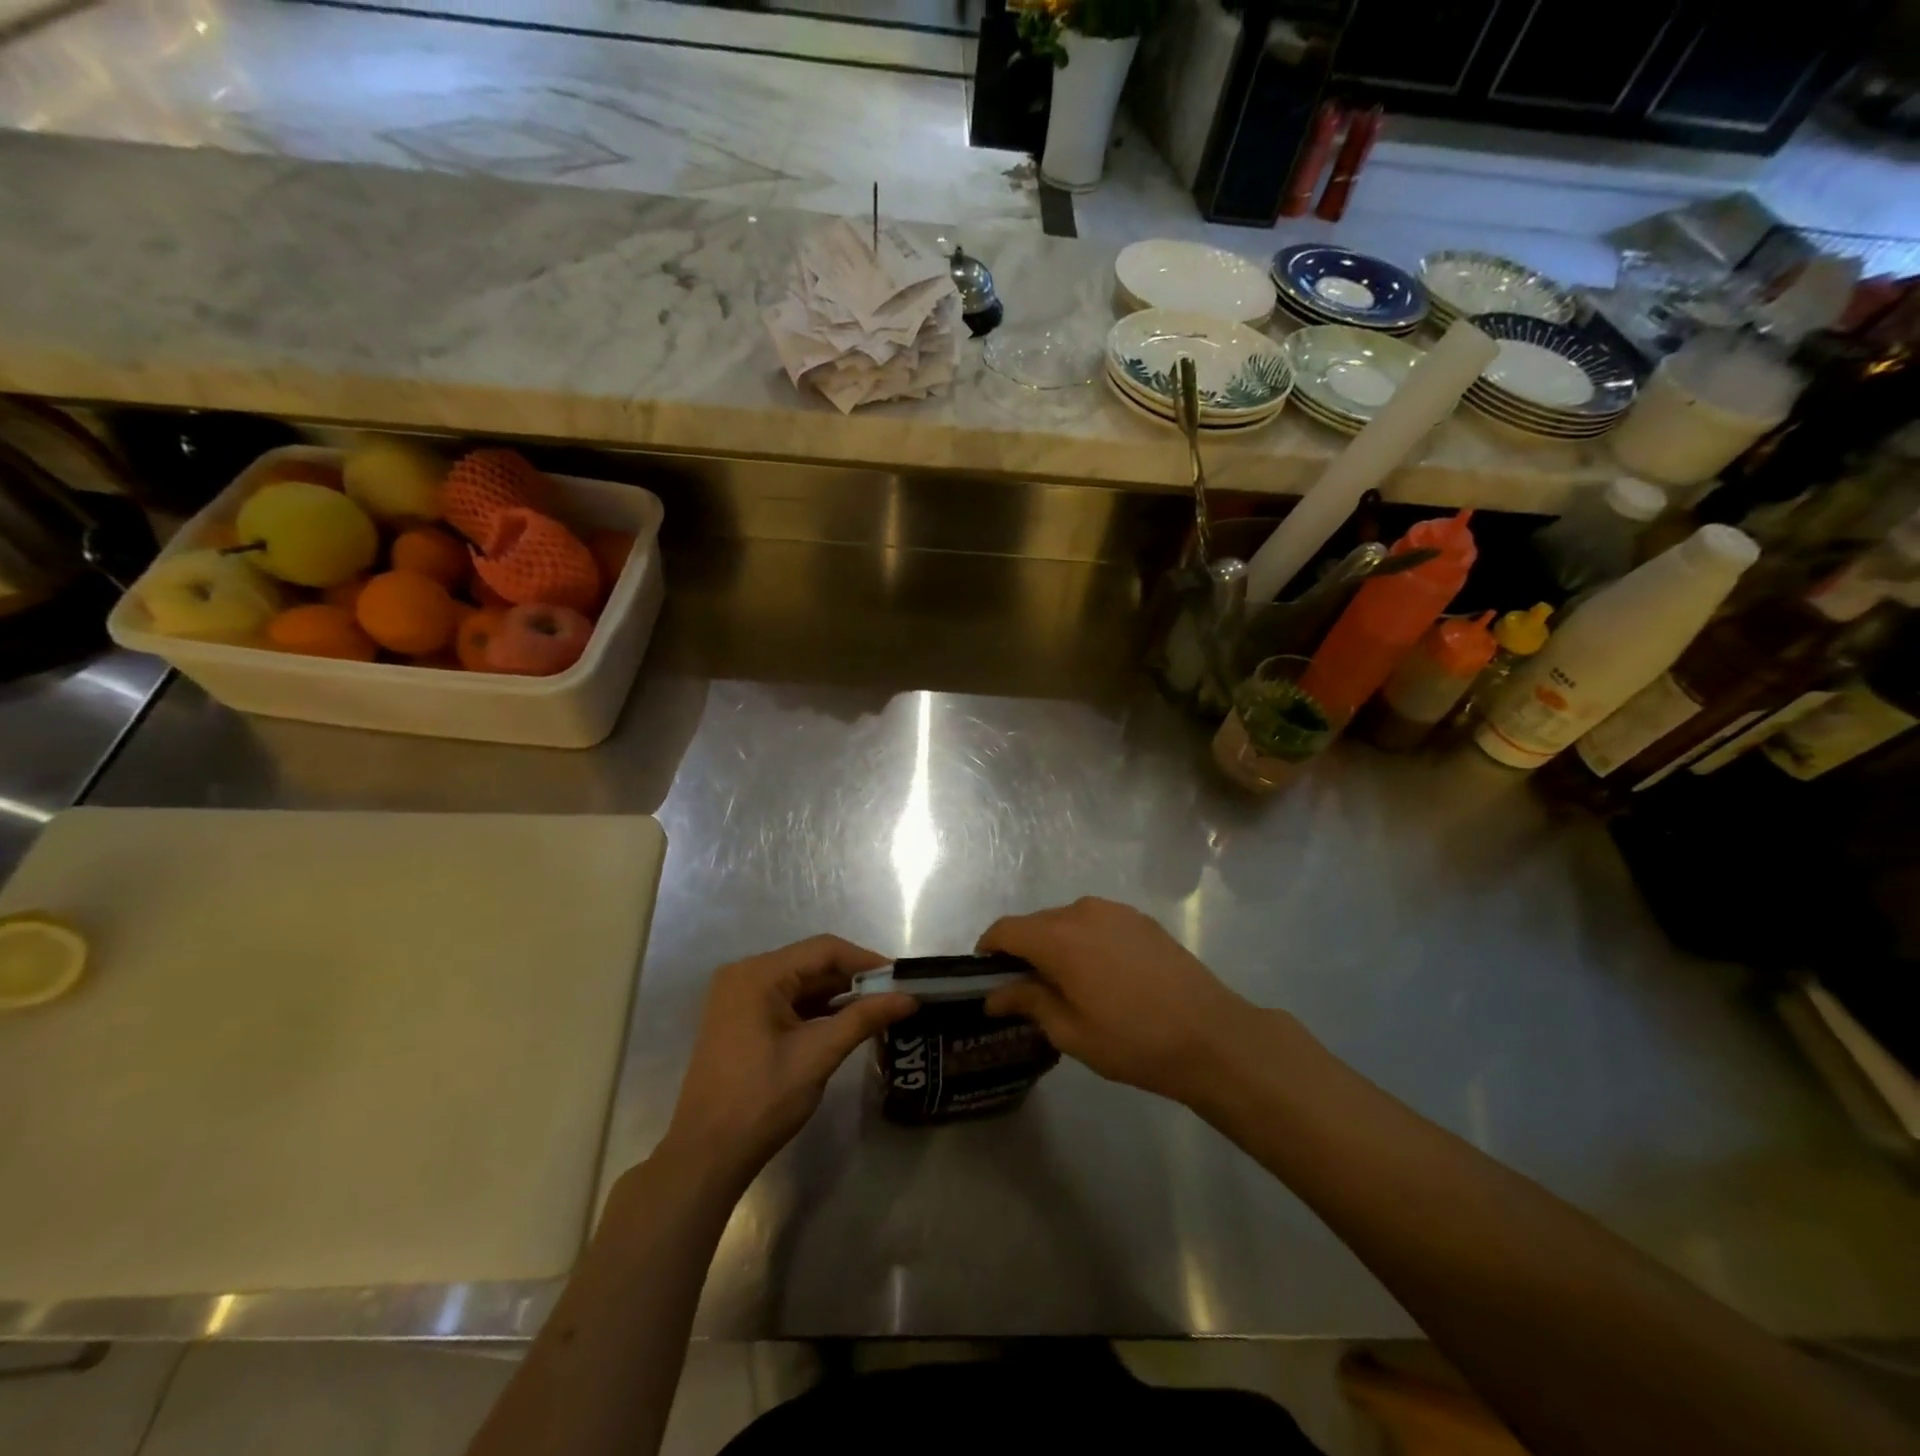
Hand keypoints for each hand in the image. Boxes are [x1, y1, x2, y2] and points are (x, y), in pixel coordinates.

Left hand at [658, 936, 914, 1193]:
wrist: (706, 1156)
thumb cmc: (761, 1100)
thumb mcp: (818, 1055)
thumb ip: (863, 1019)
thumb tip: (909, 998)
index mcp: (758, 974)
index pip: (824, 950)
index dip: (866, 960)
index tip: (901, 977)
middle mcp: (745, 974)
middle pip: (811, 963)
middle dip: (854, 978)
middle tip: (895, 994)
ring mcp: (739, 997)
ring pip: (801, 983)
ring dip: (838, 994)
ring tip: (879, 1008)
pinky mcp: (740, 1019)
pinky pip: (787, 1001)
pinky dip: (816, 1009)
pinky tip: (846, 1022)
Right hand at [979, 897, 1260, 1105]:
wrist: (1211, 1035)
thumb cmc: (1133, 1040)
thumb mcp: (1071, 1031)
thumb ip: (1028, 1003)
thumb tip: (995, 994)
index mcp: (1058, 937)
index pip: (1005, 930)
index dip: (988, 950)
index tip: (987, 977)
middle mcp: (1082, 912)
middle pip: (1035, 923)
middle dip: (1023, 951)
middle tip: (1026, 991)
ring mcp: (1115, 911)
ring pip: (1067, 921)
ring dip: (1056, 945)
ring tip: (1068, 984)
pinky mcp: (1140, 919)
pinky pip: (1097, 922)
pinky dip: (1085, 941)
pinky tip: (1103, 975)